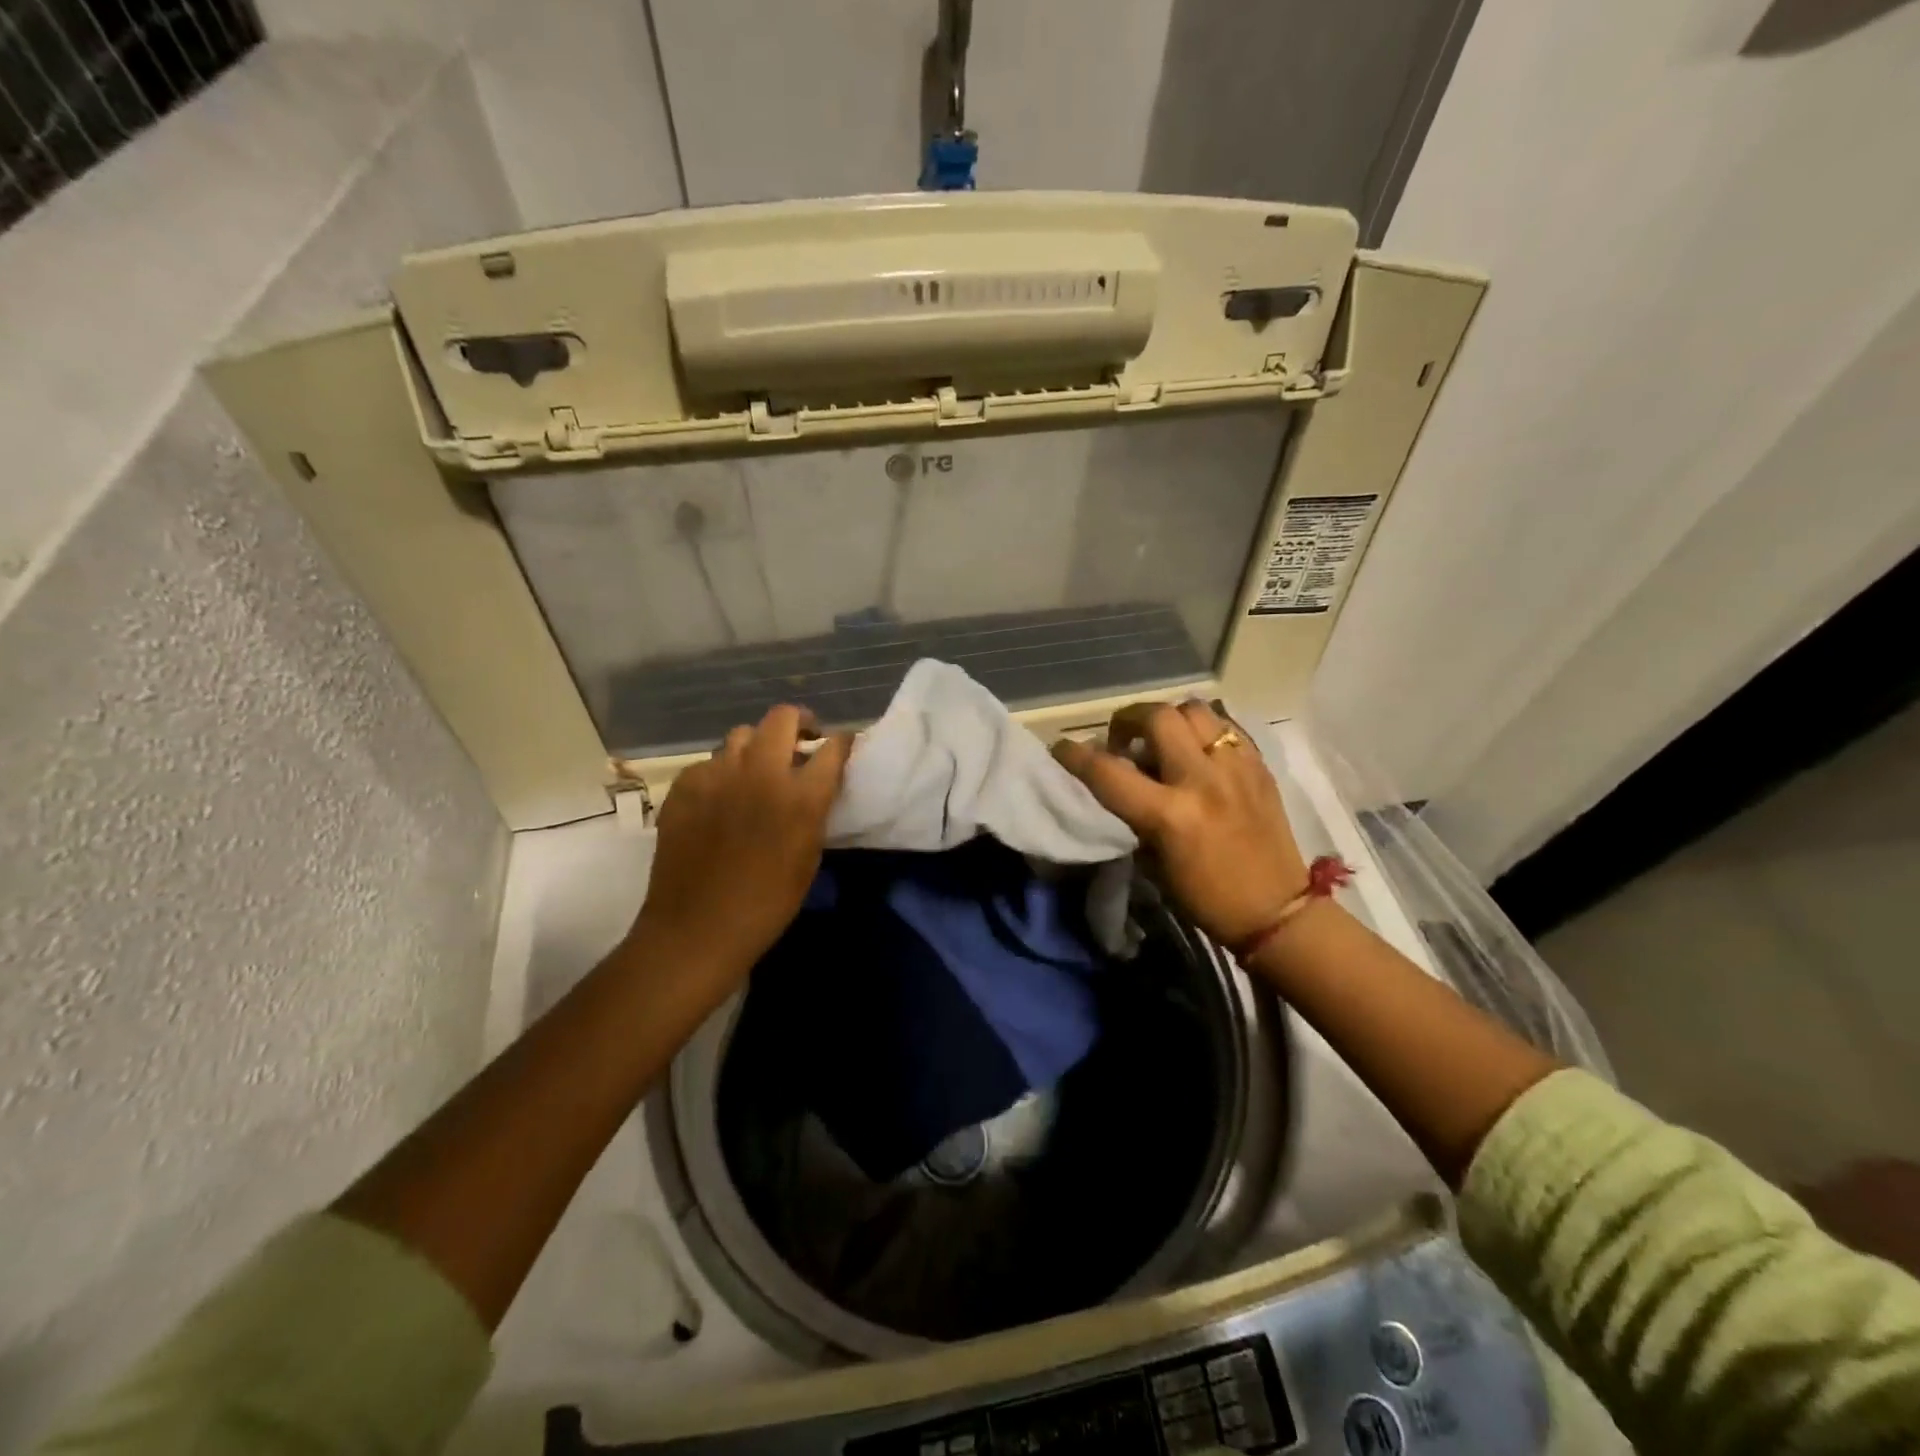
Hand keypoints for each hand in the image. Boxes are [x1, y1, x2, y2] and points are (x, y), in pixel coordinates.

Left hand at [632, 705, 852, 982]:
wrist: (697, 928)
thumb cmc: (767, 903)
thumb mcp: (808, 856)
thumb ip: (813, 811)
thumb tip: (813, 787)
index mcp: (800, 796)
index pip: (832, 747)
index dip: (840, 742)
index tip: (839, 745)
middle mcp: (760, 772)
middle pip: (783, 717)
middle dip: (798, 723)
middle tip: (800, 742)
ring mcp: (717, 774)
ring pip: (741, 735)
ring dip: (756, 747)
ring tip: (756, 771)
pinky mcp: (684, 785)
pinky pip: (709, 763)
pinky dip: (721, 774)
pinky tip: (719, 799)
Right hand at [1053, 701, 1308, 947]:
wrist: (1277, 912)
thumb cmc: (1205, 898)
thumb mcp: (1153, 861)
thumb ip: (1133, 814)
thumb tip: (1119, 780)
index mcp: (1170, 815)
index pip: (1108, 771)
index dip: (1075, 755)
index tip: (1062, 748)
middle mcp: (1202, 780)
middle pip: (1158, 716)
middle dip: (1129, 719)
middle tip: (1124, 740)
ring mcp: (1236, 768)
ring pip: (1195, 710)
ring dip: (1170, 719)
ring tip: (1164, 740)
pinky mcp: (1260, 767)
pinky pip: (1226, 727)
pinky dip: (1204, 731)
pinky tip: (1198, 750)